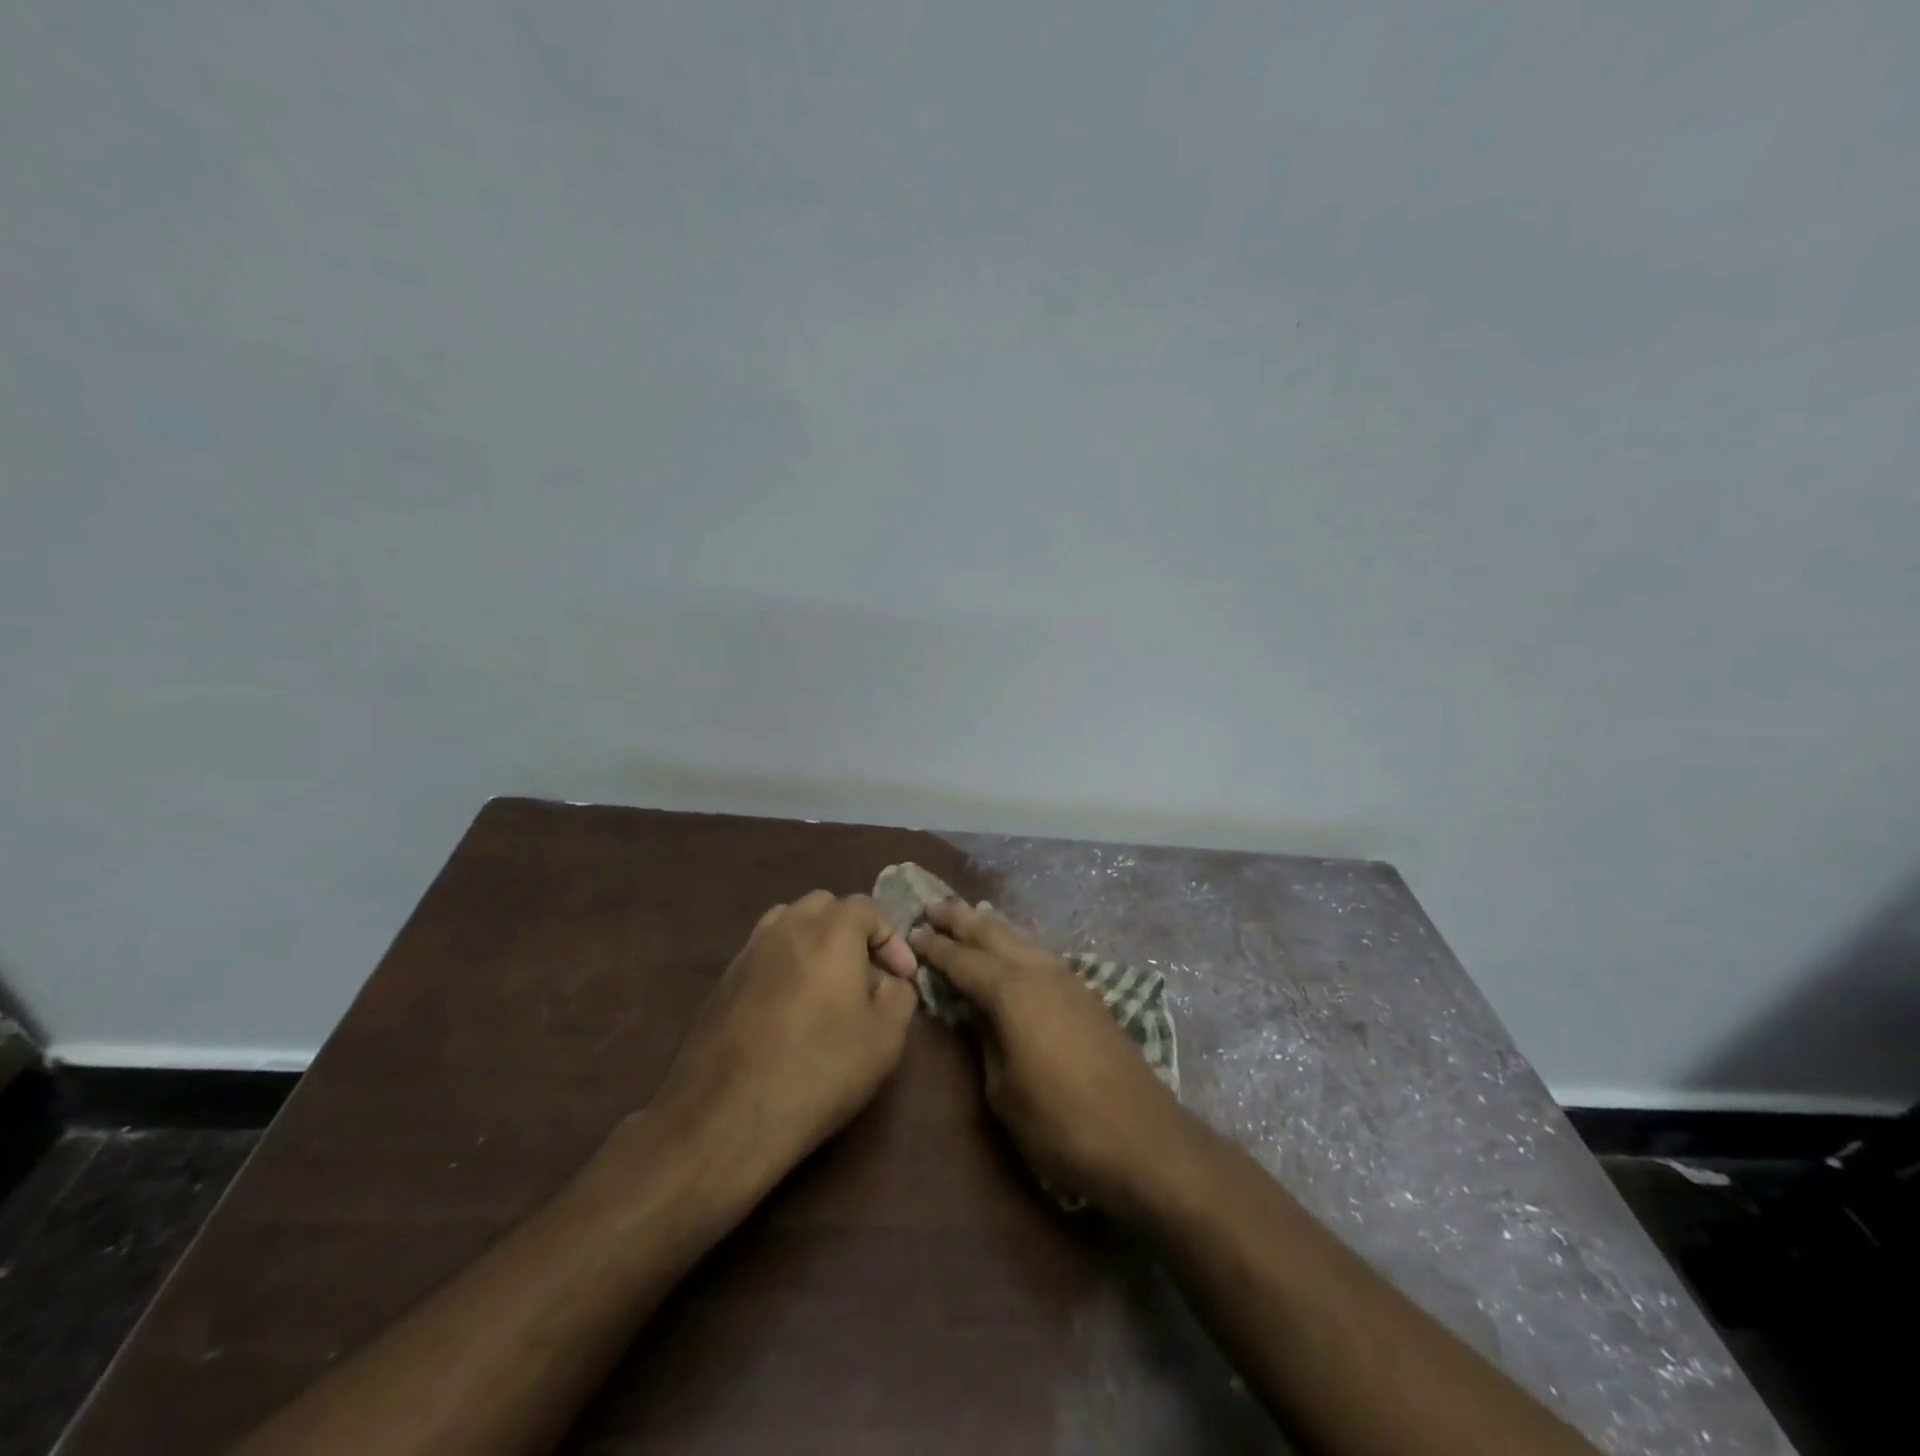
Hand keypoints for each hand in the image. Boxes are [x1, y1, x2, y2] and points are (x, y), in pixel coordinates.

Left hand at [649, 891, 919, 1192]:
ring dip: (815, 940)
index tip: (901, 976)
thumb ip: (900, 996)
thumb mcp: (885, 1038)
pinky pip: (764, 951)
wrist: (728, 1115)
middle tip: (865, 972)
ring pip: (789, 921)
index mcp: (831, 931)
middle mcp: (788, 926)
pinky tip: (790, 1005)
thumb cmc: (820, 1069)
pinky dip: (785, 962)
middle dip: (851, 930)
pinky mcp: (725, 978)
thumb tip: (891, 981)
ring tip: (826, 982)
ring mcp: (750, 950)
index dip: (891, 938)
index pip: (867, 908)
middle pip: (825, 905)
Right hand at [908, 900, 1189, 1214]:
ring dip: (991, 925)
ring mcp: (1067, 978)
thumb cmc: (1059, 1122)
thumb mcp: (1003, 1090)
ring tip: (970, 913)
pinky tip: (1013, 947)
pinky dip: (1017, 942)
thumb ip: (984, 1040)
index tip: (911, 932)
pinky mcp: (1086, 993)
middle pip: (992, 932)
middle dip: (960, 918)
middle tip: (933, 906)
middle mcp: (1037, 970)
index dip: (934, 947)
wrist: (1142, 1138)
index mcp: (1010, 990)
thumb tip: (973, 1012)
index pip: (961, 959)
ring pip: (1020, 937)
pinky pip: (1039, 953)